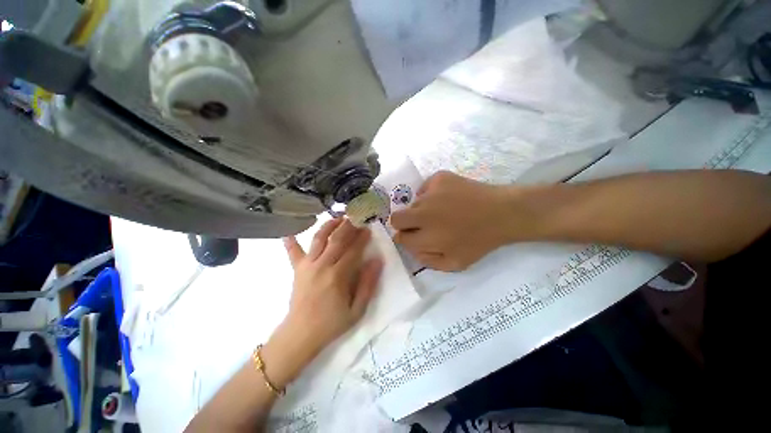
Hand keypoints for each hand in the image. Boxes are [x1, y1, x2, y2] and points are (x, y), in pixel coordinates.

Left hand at [278, 219, 383, 361]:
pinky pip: (293, 252)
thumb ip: (368, 284)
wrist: (300, 335)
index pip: (353, 250)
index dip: (362, 238)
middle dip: (349, 226)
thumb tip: (377, 261)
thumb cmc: (331, 324)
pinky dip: (291, 240)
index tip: (368, 228)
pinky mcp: (297, 269)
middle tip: (357, 216)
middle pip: (337, 239)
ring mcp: (307, 266)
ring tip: (338, 217)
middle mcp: (322, 265)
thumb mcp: (357, 310)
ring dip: (329, 225)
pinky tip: (289, 230)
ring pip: (319, 239)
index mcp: (338, 276)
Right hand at [390, 171, 525, 271]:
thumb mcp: (455, 263)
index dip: (406, 238)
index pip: (400, 237)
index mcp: (427, 237)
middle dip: (403, 223)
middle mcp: (423, 213)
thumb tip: (411, 249)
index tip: (414, 236)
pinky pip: (425, 187)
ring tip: (442, 210)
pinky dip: (431, 193)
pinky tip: (447, 197)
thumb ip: (427, 260)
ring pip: (414, 203)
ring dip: (422, 209)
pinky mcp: (439, 178)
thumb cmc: (479, 241)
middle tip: (419, 224)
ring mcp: (431, 193)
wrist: (502, 213)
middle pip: (396, 218)